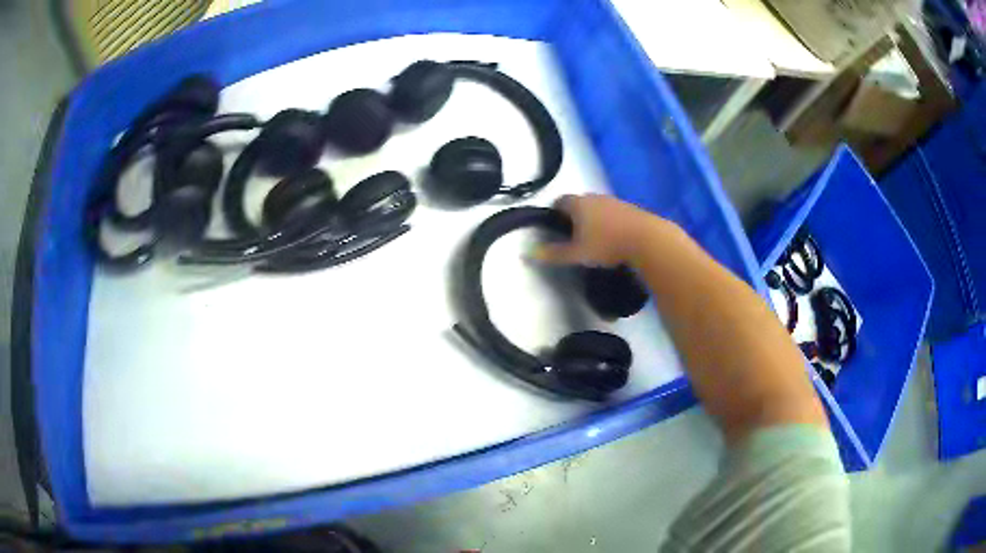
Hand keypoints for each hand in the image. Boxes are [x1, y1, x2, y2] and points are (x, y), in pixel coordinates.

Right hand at [535, 194, 663, 266]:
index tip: (554, 226)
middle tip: (572, 234)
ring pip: (598, 207)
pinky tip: (613, 237)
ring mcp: (615, 201)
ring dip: (593, 218)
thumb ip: (554, 253)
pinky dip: (609, 222)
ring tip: (594, 238)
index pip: (560, 201)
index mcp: (578, 204)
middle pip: (579, 202)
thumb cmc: (606, 244)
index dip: (555, 212)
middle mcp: (595, 197)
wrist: (647, 239)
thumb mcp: (577, 254)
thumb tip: (530, 253)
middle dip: (574, 215)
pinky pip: (613, 212)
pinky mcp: (631, 209)